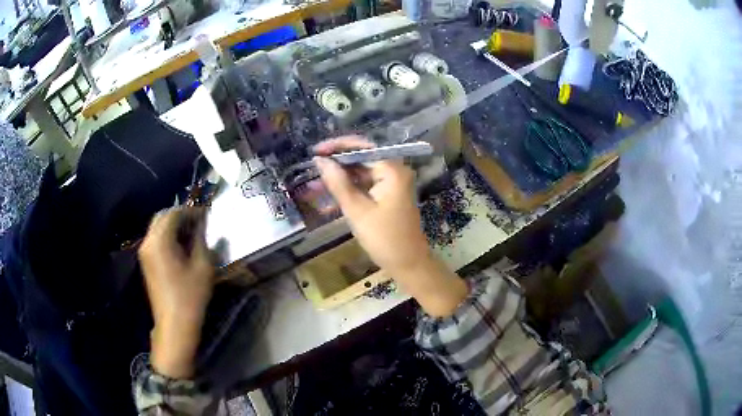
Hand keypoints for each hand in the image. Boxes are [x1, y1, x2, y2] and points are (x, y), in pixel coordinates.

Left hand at [138, 207, 214, 378]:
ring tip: (191, 233)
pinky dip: (167, 236)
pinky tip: (181, 246)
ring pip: (157, 227)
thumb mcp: (203, 266)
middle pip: (162, 217)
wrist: (174, 324)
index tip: (205, 214)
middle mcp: (148, 241)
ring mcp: (144, 252)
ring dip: (173, 225)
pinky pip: (155, 239)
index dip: (190, 210)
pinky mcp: (146, 262)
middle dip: (180, 215)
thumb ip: (201, 239)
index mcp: (160, 240)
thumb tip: (201, 223)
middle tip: (198, 222)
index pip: (173, 213)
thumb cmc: (190, 295)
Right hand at [315, 137, 467, 316]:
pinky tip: (329, 197)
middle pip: (362, 158)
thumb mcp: (357, 210)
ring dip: (340, 178)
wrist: (409, 264)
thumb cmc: (384, 238)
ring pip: (361, 173)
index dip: (338, 146)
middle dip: (337, 163)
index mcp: (392, 170)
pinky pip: (365, 186)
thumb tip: (320, 160)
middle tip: (313, 166)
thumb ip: (338, 183)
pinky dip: (349, 190)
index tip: (316, 150)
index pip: (362, 147)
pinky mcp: (388, 196)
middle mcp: (394, 172)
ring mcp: (392, 184)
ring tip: (315, 184)